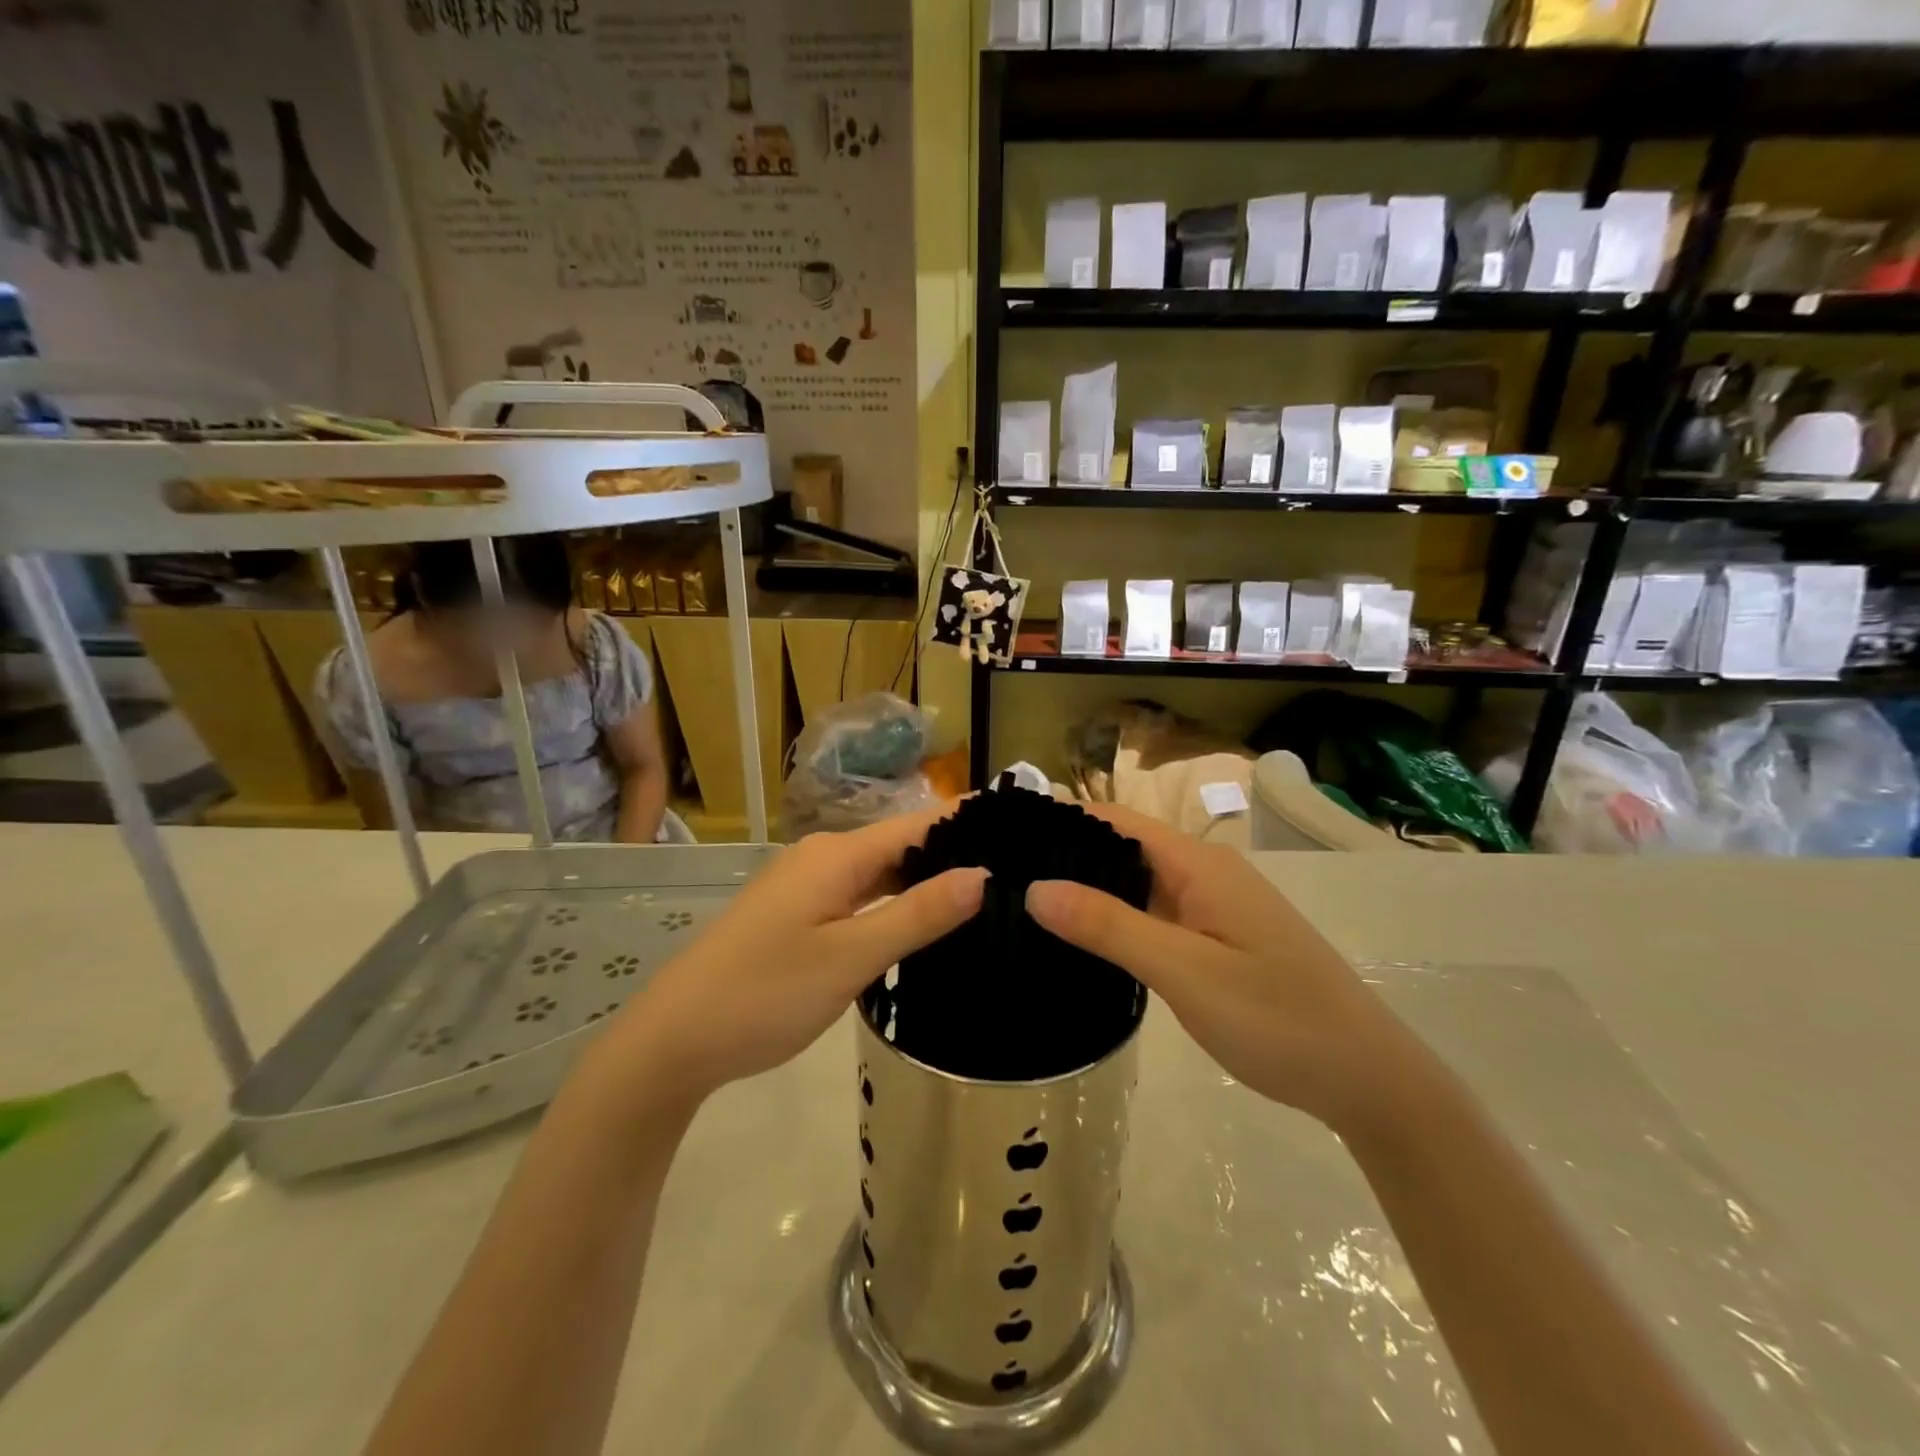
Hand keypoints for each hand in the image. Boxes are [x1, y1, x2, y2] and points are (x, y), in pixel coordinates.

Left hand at [611, 810, 985, 1104]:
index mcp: (838, 855)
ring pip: (879, 872)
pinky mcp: (796, 913)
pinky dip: (893, 902)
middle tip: (1015, 872)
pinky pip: (858, 895)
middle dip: (952, 853)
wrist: (674, 1039)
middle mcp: (823, 856)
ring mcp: (806, 885)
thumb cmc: (766, 993)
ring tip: (984, 894)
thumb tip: (982, 875)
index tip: (1022, 827)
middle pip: (900, 844)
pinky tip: (921, 923)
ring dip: (924, 880)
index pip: (919, 823)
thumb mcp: (851, 957)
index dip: (968, 823)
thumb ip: (918, 914)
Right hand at [1025, 805, 1406, 1132]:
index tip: (1003, 836)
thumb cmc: (1277, 1018)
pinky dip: (1115, 920)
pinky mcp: (1215, 940)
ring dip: (1088, 890)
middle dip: (1066, 856)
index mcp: (1199, 864)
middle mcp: (1204, 873)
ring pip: (1137, 884)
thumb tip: (1035, 888)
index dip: (1061, 821)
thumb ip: (1110, 927)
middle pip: (1122, 848)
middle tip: (1000, 877)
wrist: (1367, 1079)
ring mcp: (1212, 908)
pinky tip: (1080, 941)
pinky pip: (1154, 915)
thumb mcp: (1185, 971)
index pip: (1115, 821)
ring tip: (1023, 904)